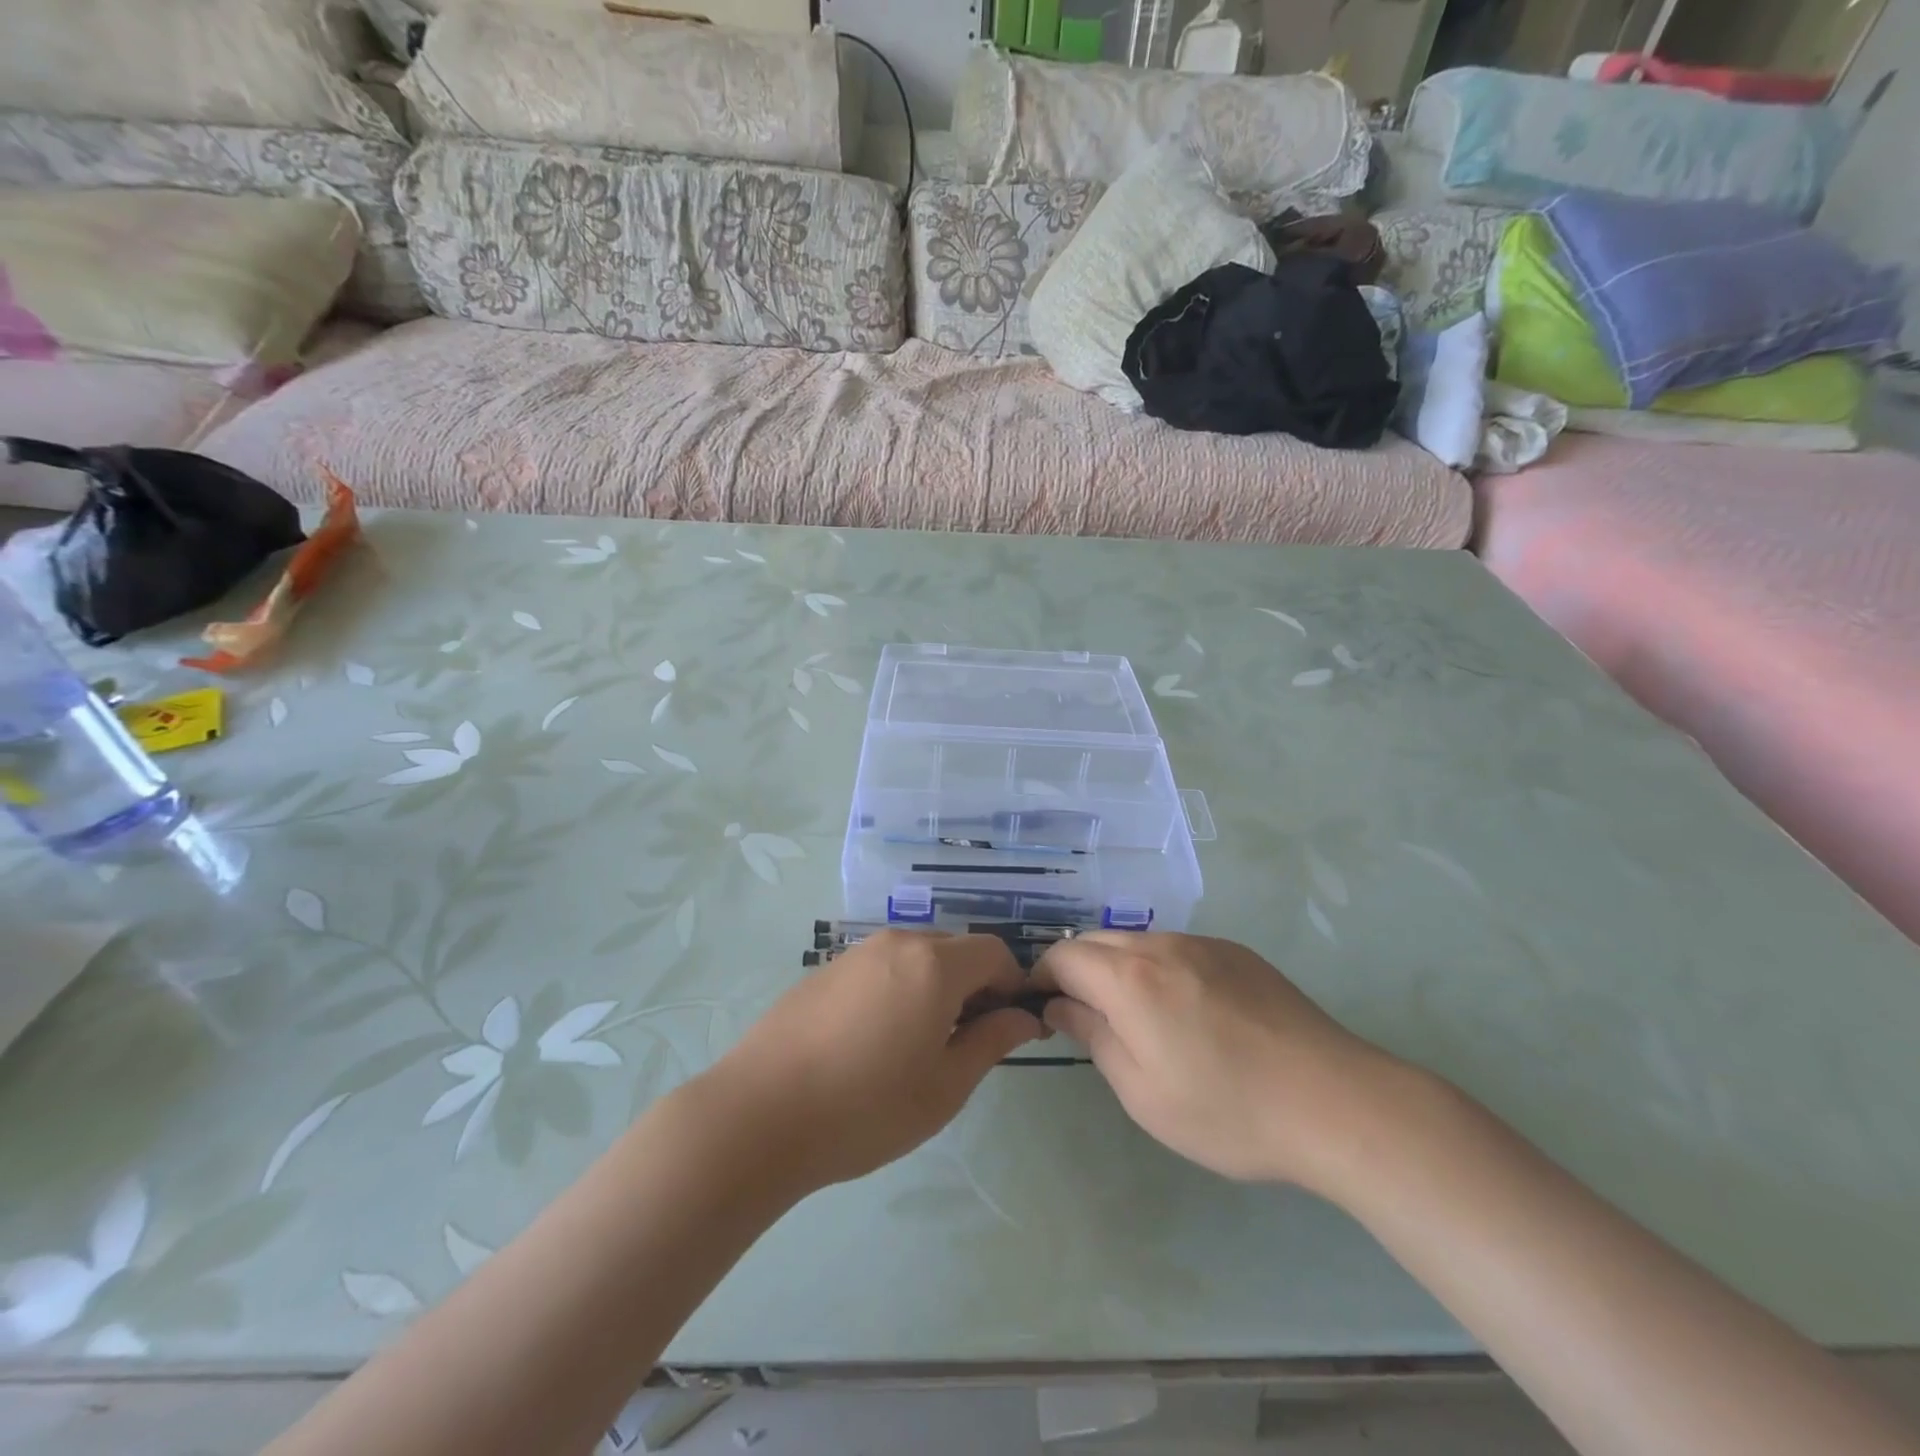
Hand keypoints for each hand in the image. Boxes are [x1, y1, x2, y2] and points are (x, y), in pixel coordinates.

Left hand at [703, 932, 1043, 1192]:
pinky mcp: (825, 968)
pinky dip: (899, 988)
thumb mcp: (944, 1086)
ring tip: (919, 1044)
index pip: (994, 952)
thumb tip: (1023, 1017)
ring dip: (935, 986)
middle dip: (974, 985)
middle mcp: (897, 943)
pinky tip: (874, 1040)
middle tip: (965, 1042)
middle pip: (955, 949)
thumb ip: (991, 1042)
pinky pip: (881, 966)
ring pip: (917, 956)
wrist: (759, 1114)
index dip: (1011, 985)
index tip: (1007, 1028)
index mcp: (934, 964)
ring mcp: (856, 952)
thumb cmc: (866, 1108)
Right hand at [1035, 932, 1391, 1188]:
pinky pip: (1177, 949)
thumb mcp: (1142, 1093)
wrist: (1335, 1102)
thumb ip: (1093, 1037)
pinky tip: (1187, 1013)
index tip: (1042, 1010)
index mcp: (1130, 978)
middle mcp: (1161, 945)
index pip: (1063, 955)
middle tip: (1084, 1017)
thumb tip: (1059, 1005)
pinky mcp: (1237, 952)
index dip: (1041, 977)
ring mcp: (1203, 943)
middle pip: (1096, 941)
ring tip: (1136, 1018)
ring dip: (1118, 968)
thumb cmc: (1228, 1110)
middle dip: (1077, 970)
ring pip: (1137, 942)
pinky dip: (1158, 968)